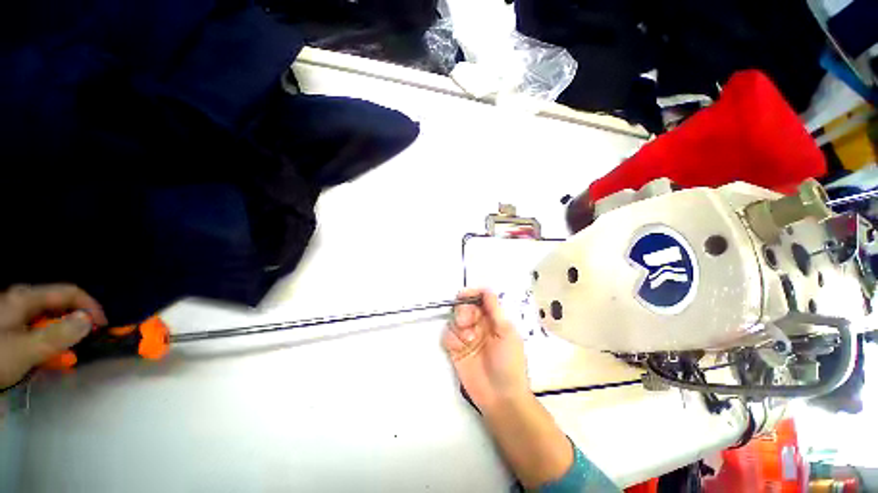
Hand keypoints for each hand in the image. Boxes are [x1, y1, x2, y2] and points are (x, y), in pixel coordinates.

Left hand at [0, 284, 105, 388]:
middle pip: (58, 305)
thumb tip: (88, 322)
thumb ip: (57, 335)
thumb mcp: (25, 349)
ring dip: (61, 334)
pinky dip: (46, 341)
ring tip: (65, 354)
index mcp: (27, 298)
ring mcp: (13, 315)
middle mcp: (21, 301)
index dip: (90, 306)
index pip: (70, 292)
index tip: (103, 328)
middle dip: (76, 323)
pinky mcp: (9, 330)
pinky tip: (44, 355)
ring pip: (46, 319)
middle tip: (84, 345)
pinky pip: (35, 330)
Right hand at [442, 288, 529, 412]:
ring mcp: (466, 337)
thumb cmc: (509, 363)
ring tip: (469, 341)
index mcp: (493, 319)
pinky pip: (447, 335)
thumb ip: (494, 310)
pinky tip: (459, 348)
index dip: (472, 294)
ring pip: (454, 319)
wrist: (501, 398)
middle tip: (467, 322)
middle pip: (465, 306)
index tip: (464, 295)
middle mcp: (479, 325)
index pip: (481, 298)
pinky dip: (451, 338)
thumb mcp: (506, 333)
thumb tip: (486, 289)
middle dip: (464, 311)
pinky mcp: (456, 349)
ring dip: (458, 327)